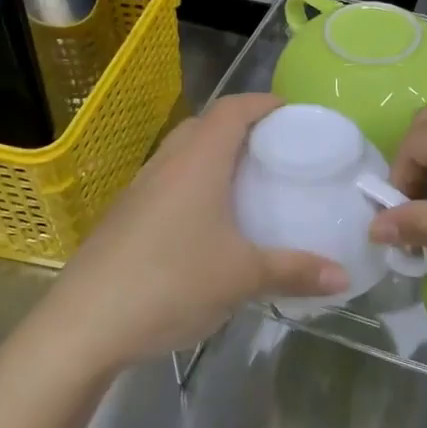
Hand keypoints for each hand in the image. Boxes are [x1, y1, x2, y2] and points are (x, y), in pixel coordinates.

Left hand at [37, 93, 347, 373]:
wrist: (83, 325)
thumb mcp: (242, 278)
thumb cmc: (171, 283)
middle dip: (241, 127)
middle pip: (205, 125)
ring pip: (182, 153)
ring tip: (245, 183)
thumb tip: (343, 275)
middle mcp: (166, 164)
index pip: (232, 109)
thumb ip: (295, 271)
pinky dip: (193, 184)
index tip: (292, 112)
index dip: (263, 102)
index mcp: (198, 161)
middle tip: (274, 150)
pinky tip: (206, 223)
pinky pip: (167, 182)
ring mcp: (139, 189)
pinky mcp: (124, 216)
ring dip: (214, 156)